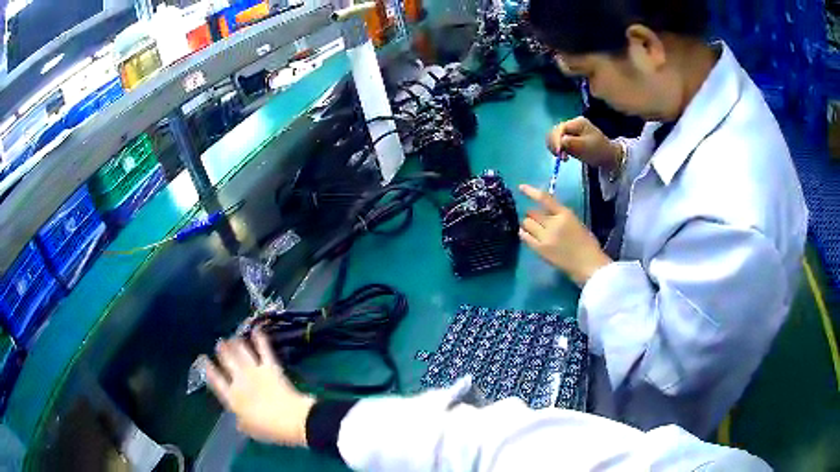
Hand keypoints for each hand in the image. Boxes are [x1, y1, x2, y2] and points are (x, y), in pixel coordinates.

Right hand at [204, 330, 314, 446]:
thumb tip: (238, 420)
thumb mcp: (251, 430)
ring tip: (233, 337)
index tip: (203, 360)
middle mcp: (240, 381)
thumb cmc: (270, 429)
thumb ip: (242, 422)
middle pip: (227, 362)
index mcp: (232, 399)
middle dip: (222, 351)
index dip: (209, 370)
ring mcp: (255, 371)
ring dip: (236, 343)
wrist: (292, 419)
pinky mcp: (270, 367)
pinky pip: (263, 350)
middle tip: (219, 343)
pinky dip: (260, 339)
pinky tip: (257, 329)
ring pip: (242, 352)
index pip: (216, 382)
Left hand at [519, 185, 611, 285]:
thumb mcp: (576, 223)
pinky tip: (526, 235)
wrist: (588, 265)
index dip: (530, 191)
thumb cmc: (587, 244)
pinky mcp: (540, 250)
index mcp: (565, 214)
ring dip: (528, 224)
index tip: (521, 187)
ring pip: (526, 223)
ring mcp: (545, 237)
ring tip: (533, 229)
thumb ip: (560, 216)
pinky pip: (524, 237)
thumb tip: (545, 212)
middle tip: (536, 221)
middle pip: (532, 212)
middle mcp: (553, 223)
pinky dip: (524, 233)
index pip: (544, 198)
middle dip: (532, 215)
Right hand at [546, 117, 621, 170]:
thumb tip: (559, 143)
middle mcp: (571, 124)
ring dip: (554, 147)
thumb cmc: (599, 151)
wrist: (608, 156)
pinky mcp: (569, 138)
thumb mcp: (585, 147)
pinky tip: (562, 155)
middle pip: (554, 131)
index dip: (556, 140)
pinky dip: (557, 148)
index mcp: (577, 123)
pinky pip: (557, 142)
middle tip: (560, 157)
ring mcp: (570, 131)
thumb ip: (571, 143)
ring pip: (554, 137)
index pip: (560, 129)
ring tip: (562, 157)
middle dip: (554, 144)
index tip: (558, 154)